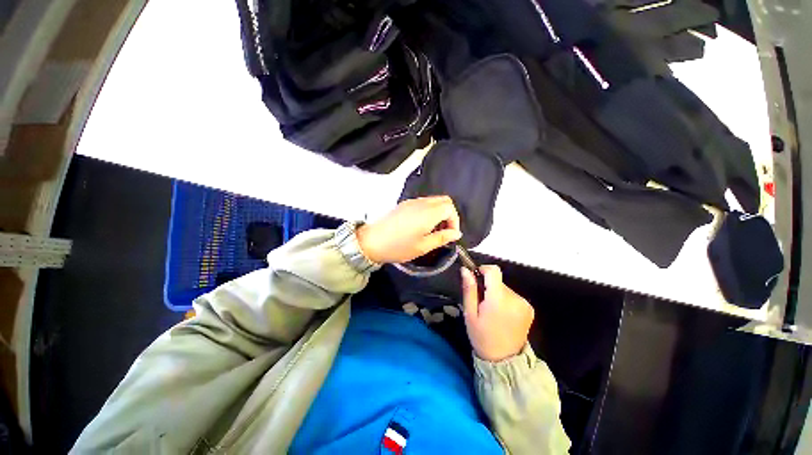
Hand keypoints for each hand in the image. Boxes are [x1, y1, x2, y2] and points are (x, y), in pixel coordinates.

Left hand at [356, 196, 461, 263]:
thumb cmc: (398, 247)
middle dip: (449, 215)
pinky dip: (429, 211)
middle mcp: (421, 203)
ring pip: (433, 200)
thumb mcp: (423, 247)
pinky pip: (423, 203)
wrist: (371, 241)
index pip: (450, 207)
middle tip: (444, 231)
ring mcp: (411, 202)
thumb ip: (442, 238)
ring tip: (433, 230)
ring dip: (439, 213)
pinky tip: (422, 225)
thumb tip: (456, 233)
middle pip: (444, 201)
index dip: (454, 221)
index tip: (450, 235)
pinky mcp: (404, 204)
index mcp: (428, 213)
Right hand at [461, 265, 534, 361]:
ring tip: (491, 311)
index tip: (476, 278)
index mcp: (499, 299)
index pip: (494, 271)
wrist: (504, 361)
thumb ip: (469, 289)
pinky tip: (502, 314)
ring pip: (505, 288)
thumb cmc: (482, 337)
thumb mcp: (470, 314)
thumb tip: (465, 270)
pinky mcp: (529, 308)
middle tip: (481, 303)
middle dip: (488, 287)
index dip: (483, 269)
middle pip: (498, 280)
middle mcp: (515, 298)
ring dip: (497, 294)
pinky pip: (513, 296)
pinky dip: (505, 300)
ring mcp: (524, 304)